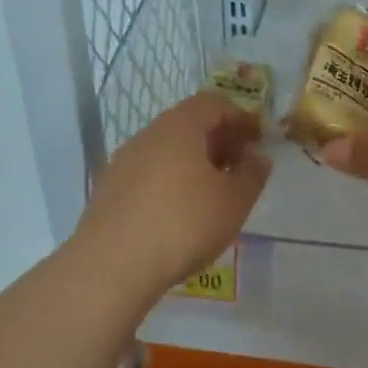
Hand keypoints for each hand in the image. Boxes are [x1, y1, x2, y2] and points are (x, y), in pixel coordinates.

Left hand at [75, 91, 270, 302]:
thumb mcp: (234, 202)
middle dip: (217, 141)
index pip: (213, 103)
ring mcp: (123, 162)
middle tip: (239, 168)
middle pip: (187, 124)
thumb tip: (257, 156)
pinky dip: (170, 182)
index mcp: (179, 127)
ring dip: (193, 163)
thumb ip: (252, 174)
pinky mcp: (109, 190)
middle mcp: (147, 135)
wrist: (113, 264)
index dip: (240, 117)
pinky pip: (148, 174)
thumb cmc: (184, 224)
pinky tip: (180, 213)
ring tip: (212, 194)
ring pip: (166, 150)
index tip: (258, 141)